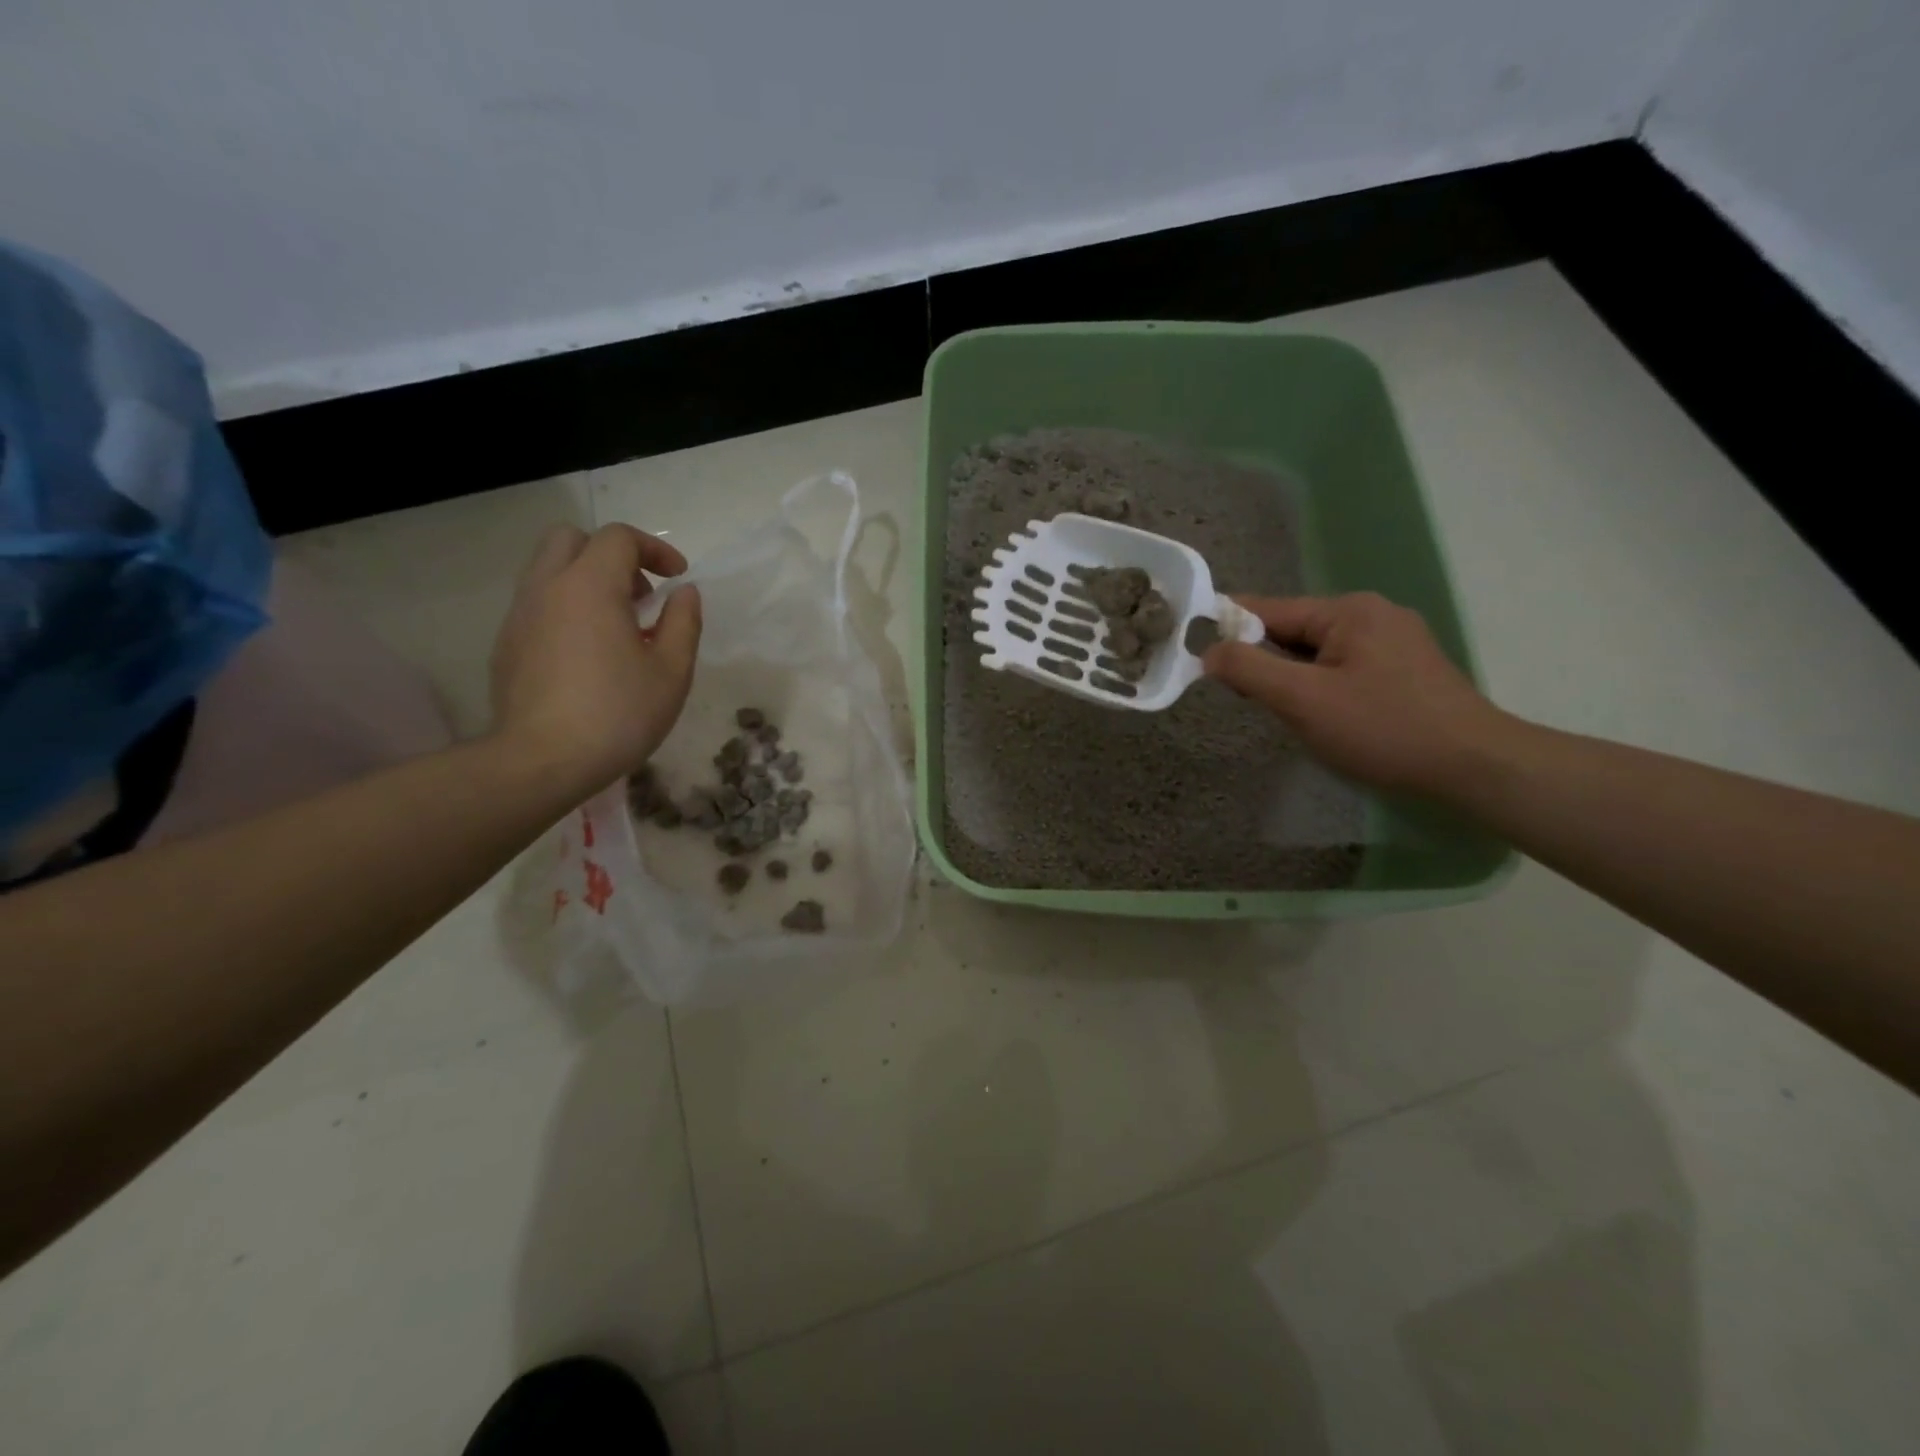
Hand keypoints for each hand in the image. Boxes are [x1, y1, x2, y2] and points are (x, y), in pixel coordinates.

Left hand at [490, 523, 700, 792]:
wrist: (541, 761)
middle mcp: (547, 588)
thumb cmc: (618, 714)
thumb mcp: (671, 671)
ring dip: (587, 581)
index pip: (618, 538)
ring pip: (549, 570)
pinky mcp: (506, 644)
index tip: (677, 577)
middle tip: (640, 593)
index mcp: (590, 586)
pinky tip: (589, 653)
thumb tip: (684, 593)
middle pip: (571, 539)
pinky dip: (567, 609)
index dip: (654, 548)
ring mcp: (520, 615)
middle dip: (611, 554)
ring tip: (618, 625)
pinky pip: (538, 604)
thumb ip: (683, 623)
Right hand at [1203, 592, 1518, 797]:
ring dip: (1292, 676)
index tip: (1197, 654)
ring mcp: (1395, 640)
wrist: (1474, 766)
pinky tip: (1322, 714)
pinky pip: (1344, 666)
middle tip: (1245, 698)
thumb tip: (1209, 652)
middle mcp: (1373, 613)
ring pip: (1318, 651)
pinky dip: (1320, 684)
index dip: (1229, 630)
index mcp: (1348, 611)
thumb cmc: (1382, 728)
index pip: (1268, 609)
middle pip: (1294, 630)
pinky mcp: (1407, 668)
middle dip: (1264, 660)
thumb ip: (1249, 670)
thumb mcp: (1303, 700)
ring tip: (1283, 710)